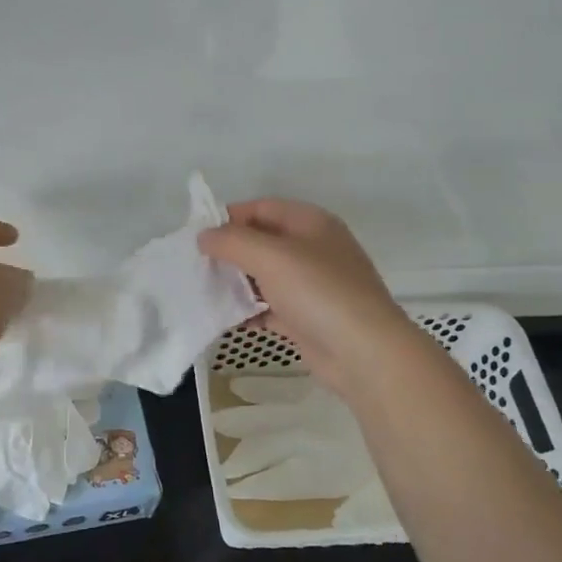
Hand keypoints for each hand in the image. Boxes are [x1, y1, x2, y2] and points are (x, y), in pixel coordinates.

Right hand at [198, 199, 415, 398]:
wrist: (364, 353)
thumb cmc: (318, 292)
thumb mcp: (270, 256)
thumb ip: (232, 241)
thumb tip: (204, 236)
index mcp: (311, 223)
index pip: (262, 208)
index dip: (229, 217)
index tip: (197, 236)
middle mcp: (314, 249)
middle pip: (263, 242)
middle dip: (230, 252)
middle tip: (197, 266)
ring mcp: (313, 286)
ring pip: (265, 276)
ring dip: (237, 283)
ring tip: (206, 292)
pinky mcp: (309, 319)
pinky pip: (272, 308)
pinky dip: (251, 311)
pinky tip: (229, 319)